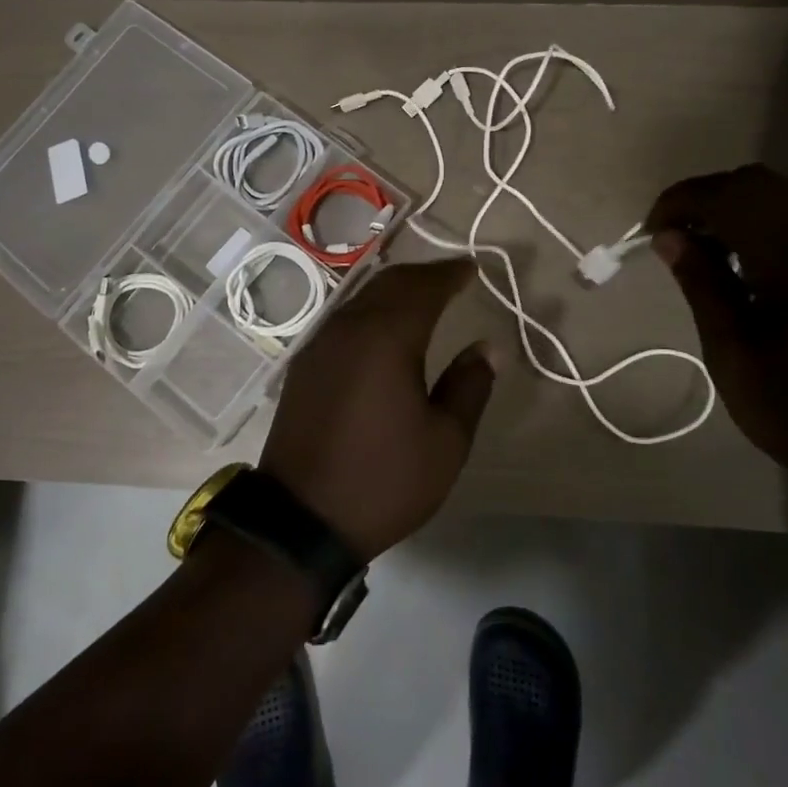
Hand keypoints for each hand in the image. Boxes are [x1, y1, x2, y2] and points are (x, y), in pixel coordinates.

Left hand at [259, 259, 495, 561]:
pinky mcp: (304, 365)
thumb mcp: (445, 441)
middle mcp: (349, 328)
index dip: (450, 273)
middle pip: (388, 283)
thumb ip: (469, 386)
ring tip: (422, 297)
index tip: (472, 268)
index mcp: (386, 337)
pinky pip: (344, 320)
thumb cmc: (384, 479)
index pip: (423, 287)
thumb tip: (485, 346)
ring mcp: (320, 345)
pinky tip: (382, 328)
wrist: (301, 518)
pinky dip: (370, 310)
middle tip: (451, 277)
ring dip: (394, 290)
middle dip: (422, 275)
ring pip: (361, 298)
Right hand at [646, 166, 787, 498]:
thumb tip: (669, 236)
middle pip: (763, 183)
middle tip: (678, 237)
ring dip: (745, 205)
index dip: (681, 202)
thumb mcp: (731, 351)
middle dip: (711, 198)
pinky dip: (778, 218)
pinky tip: (759, 261)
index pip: (729, 196)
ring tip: (714, 245)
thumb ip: (701, 283)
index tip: (651, 231)